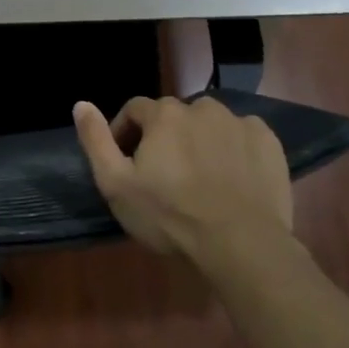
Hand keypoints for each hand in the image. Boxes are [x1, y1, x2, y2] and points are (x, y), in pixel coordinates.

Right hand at [73, 97, 293, 268]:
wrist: (241, 244)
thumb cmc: (170, 216)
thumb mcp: (116, 184)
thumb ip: (95, 140)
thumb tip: (80, 103)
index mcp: (164, 114)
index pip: (134, 110)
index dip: (125, 134)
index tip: (127, 164)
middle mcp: (202, 107)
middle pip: (174, 117)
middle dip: (165, 139)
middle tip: (165, 177)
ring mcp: (239, 122)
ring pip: (209, 125)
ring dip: (199, 142)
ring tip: (200, 179)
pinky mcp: (268, 142)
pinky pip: (242, 137)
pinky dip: (233, 150)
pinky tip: (231, 180)